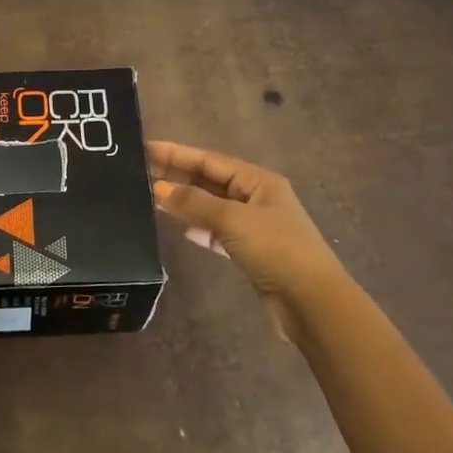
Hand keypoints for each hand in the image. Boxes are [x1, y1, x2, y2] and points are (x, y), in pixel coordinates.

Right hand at [147, 140, 343, 342]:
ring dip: (186, 202)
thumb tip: (158, 189)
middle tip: (140, 172)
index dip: (177, 153)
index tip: (145, 149)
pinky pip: (218, 232)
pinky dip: (199, 229)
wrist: (311, 303)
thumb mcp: (233, 220)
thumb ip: (194, 202)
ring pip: (212, 207)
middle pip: (210, 181)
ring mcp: (254, 226)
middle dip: (178, 176)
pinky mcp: (250, 252)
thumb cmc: (276, 250)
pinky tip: (182, 230)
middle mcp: (257, 198)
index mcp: (258, 181)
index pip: (210, 160)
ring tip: (152, 198)